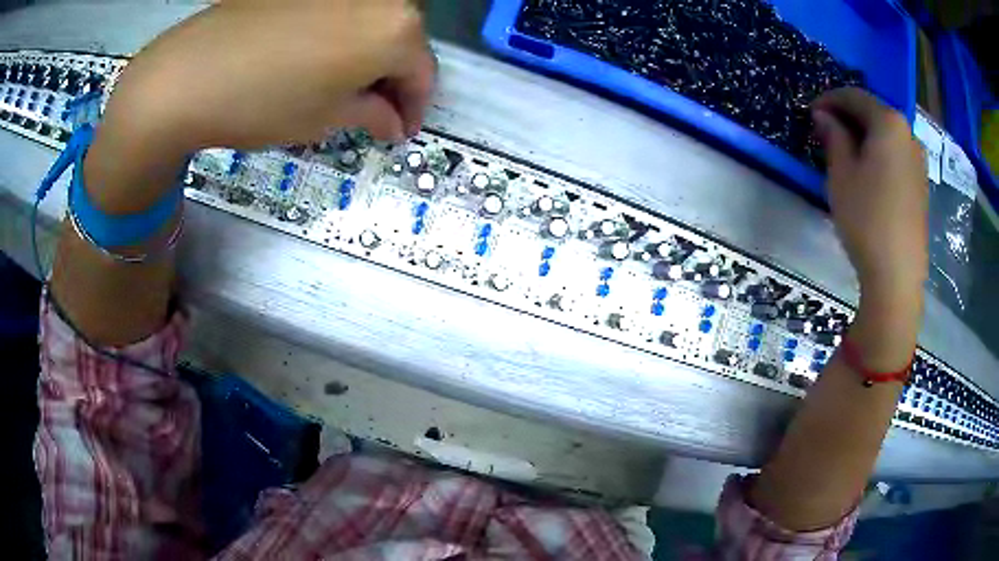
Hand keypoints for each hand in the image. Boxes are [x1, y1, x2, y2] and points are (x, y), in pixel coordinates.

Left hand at [87, 0, 434, 211]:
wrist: (190, 74)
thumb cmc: (265, 102)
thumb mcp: (327, 118)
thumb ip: (373, 115)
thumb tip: (393, 122)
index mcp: (396, 27)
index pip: (424, 73)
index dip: (415, 109)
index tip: (401, 134)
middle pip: (401, 43)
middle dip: (393, 82)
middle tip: (375, 114)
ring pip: (372, 26)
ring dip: (369, 60)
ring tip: (346, 91)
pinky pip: (341, 15)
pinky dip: (342, 41)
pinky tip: (319, 63)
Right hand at [812, 88, 927, 300]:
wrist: (898, 275)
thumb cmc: (867, 218)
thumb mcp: (841, 173)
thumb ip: (834, 136)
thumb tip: (825, 116)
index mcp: (889, 123)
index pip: (854, 96)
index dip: (830, 100)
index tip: (811, 112)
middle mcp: (909, 134)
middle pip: (874, 113)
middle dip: (849, 117)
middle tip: (827, 133)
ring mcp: (919, 161)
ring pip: (887, 136)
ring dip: (865, 137)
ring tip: (847, 154)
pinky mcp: (921, 186)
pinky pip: (897, 156)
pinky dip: (880, 155)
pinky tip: (869, 174)